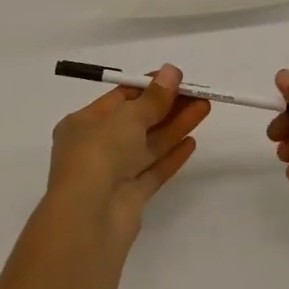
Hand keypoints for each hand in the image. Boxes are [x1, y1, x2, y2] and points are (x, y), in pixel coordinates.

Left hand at [47, 65, 210, 245]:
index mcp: (83, 123)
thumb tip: (171, 71)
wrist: (89, 217)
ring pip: (149, 145)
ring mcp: (113, 174)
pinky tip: (192, 142)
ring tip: (205, 108)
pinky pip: (153, 171)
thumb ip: (154, 97)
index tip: (176, 79)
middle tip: (198, 93)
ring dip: (176, 126)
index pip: (120, 99)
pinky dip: (171, 156)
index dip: (149, 87)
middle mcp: (96, 147)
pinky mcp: (130, 198)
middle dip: (168, 106)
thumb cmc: (99, 153)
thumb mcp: (127, 116)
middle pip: (138, 121)